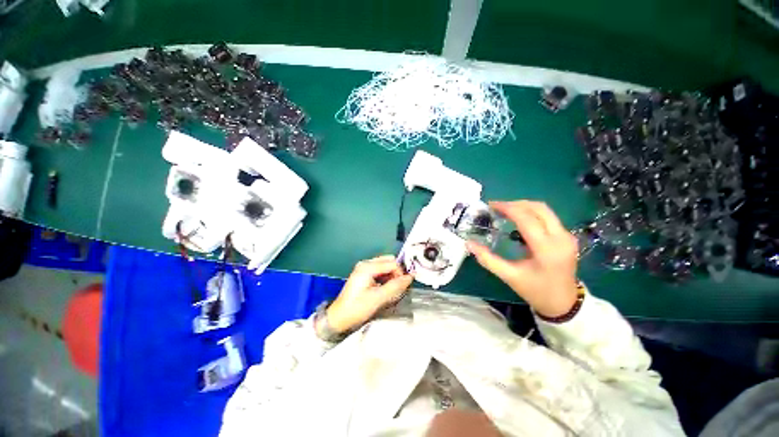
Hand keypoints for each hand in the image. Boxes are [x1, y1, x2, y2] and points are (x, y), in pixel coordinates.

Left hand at [326, 255, 413, 333]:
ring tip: (392, 289)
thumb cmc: (357, 308)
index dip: (400, 273)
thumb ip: (395, 286)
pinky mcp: (363, 274)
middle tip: (398, 287)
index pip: (392, 263)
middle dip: (396, 272)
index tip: (403, 286)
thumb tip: (410, 277)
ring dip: (391, 275)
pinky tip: (385, 288)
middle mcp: (366, 263)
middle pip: (388, 261)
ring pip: (385, 265)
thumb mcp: (378, 298)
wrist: (339, 318)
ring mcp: (364, 268)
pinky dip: (385, 277)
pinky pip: (380, 270)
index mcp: (368, 267)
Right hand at [467, 200, 579, 318]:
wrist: (563, 303)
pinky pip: (548, 217)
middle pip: (539, 208)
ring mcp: (567, 236)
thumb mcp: (508, 276)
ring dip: (523, 207)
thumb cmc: (535, 290)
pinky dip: (531, 214)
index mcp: (546, 249)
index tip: (490, 205)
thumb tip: (469, 244)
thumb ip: (487, 259)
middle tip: (497, 207)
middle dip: (515, 204)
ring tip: (504, 212)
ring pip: (544, 210)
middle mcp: (561, 238)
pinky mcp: (567, 237)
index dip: (507, 208)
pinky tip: (518, 221)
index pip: (526, 219)